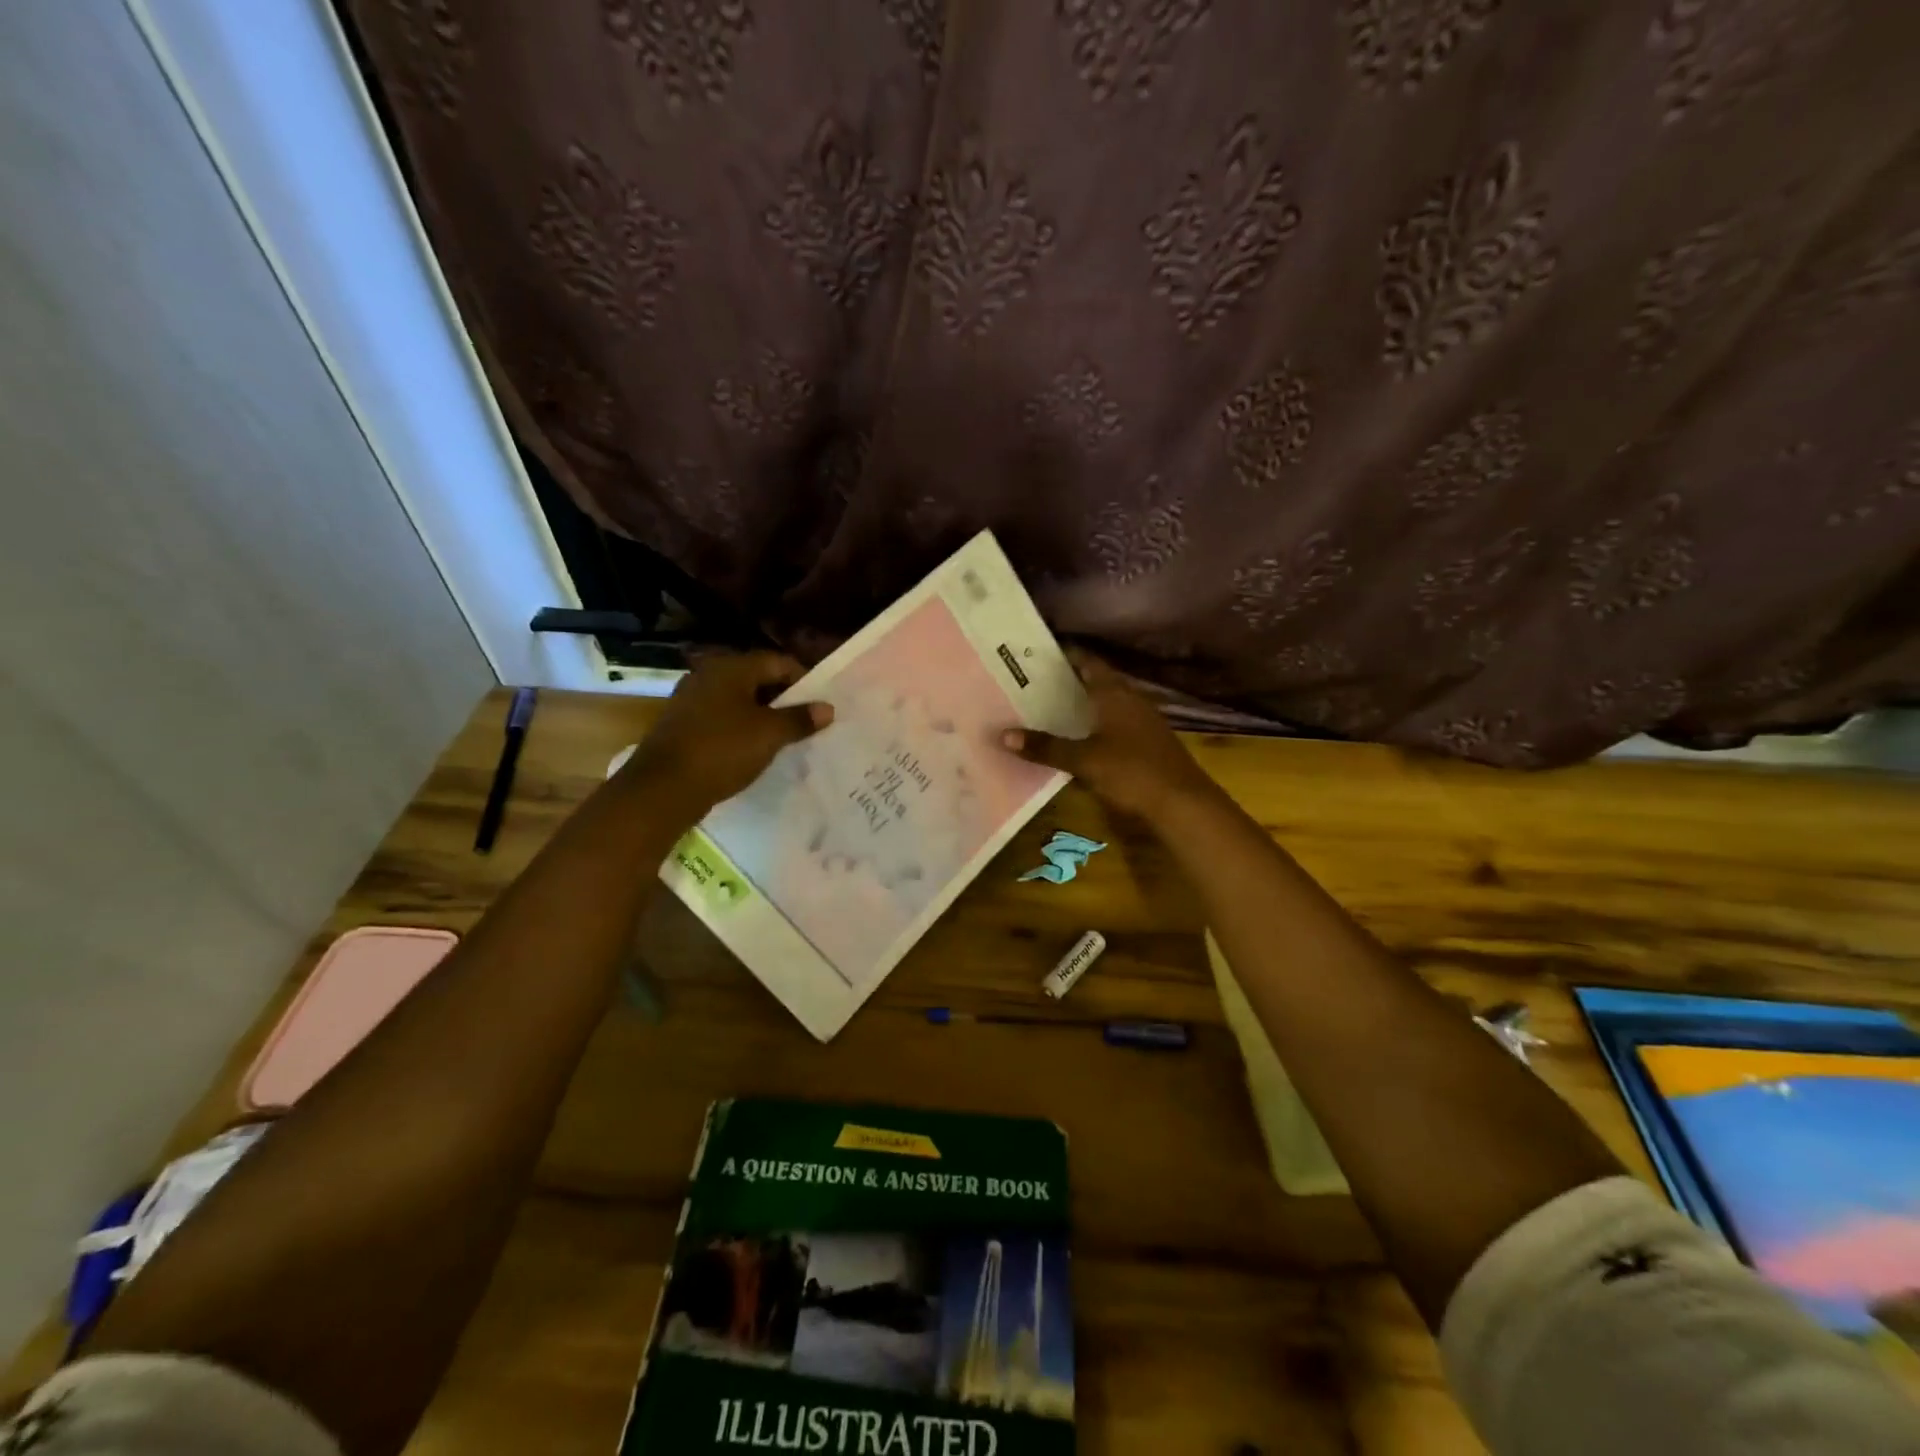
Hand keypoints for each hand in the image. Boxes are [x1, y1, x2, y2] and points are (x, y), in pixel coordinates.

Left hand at [622, 652, 832, 817]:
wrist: (662, 788)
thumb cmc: (722, 750)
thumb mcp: (769, 735)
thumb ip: (800, 719)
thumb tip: (827, 708)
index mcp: (731, 667)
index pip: (779, 662)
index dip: (804, 681)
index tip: (820, 706)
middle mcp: (709, 674)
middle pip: (758, 678)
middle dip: (784, 699)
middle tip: (806, 723)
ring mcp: (691, 699)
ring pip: (739, 700)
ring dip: (763, 715)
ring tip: (784, 738)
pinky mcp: (682, 724)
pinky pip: (722, 718)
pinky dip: (741, 728)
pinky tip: (752, 750)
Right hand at [1000, 651, 1217, 823]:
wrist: (1183, 804)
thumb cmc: (1132, 771)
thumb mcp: (1084, 760)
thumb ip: (1046, 747)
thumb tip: (1003, 735)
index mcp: (1115, 693)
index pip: (1087, 660)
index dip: (1064, 654)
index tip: (1034, 653)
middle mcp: (1130, 700)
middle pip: (1096, 681)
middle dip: (1066, 680)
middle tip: (1030, 682)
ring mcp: (1142, 721)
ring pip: (1105, 703)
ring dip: (1080, 704)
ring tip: (1045, 708)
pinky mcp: (1146, 743)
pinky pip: (1113, 723)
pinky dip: (1092, 724)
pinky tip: (1076, 737)